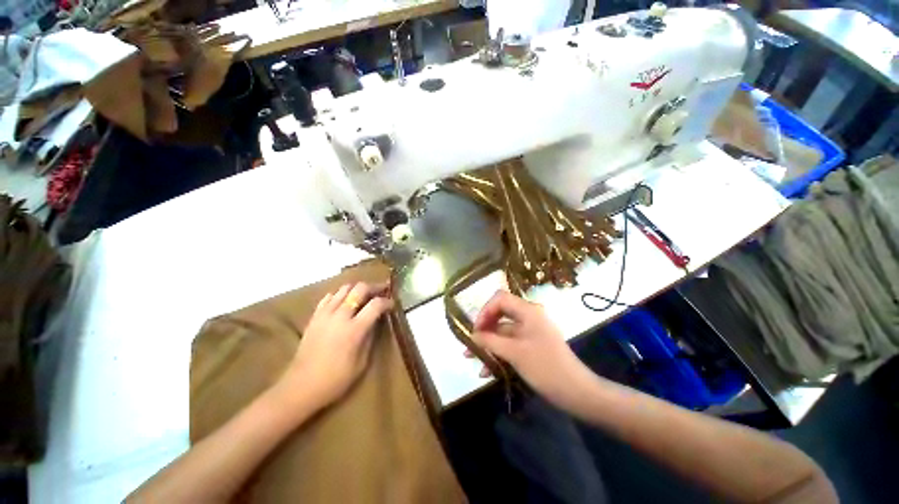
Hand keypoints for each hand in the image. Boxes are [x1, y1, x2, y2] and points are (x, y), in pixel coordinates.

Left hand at [277, 282, 393, 410]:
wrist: (301, 386)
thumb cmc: (336, 379)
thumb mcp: (362, 362)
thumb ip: (370, 337)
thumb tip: (376, 320)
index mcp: (354, 329)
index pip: (376, 304)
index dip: (387, 301)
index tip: (392, 304)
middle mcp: (340, 316)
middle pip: (360, 288)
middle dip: (374, 287)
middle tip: (382, 290)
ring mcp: (325, 314)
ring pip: (344, 288)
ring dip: (357, 288)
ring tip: (365, 294)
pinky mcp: (314, 317)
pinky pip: (329, 296)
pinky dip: (339, 294)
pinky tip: (344, 301)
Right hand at [469, 291, 592, 409]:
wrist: (576, 392)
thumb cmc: (545, 367)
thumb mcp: (514, 353)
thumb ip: (490, 341)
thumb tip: (472, 335)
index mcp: (528, 311)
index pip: (500, 299)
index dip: (485, 311)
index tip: (475, 330)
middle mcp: (528, 317)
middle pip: (500, 314)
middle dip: (483, 328)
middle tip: (470, 343)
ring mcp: (530, 332)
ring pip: (503, 332)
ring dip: (488, 344)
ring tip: (472, 358)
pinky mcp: (531, 345)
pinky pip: (510, 344)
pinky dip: (498, 353)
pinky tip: (487, 370)